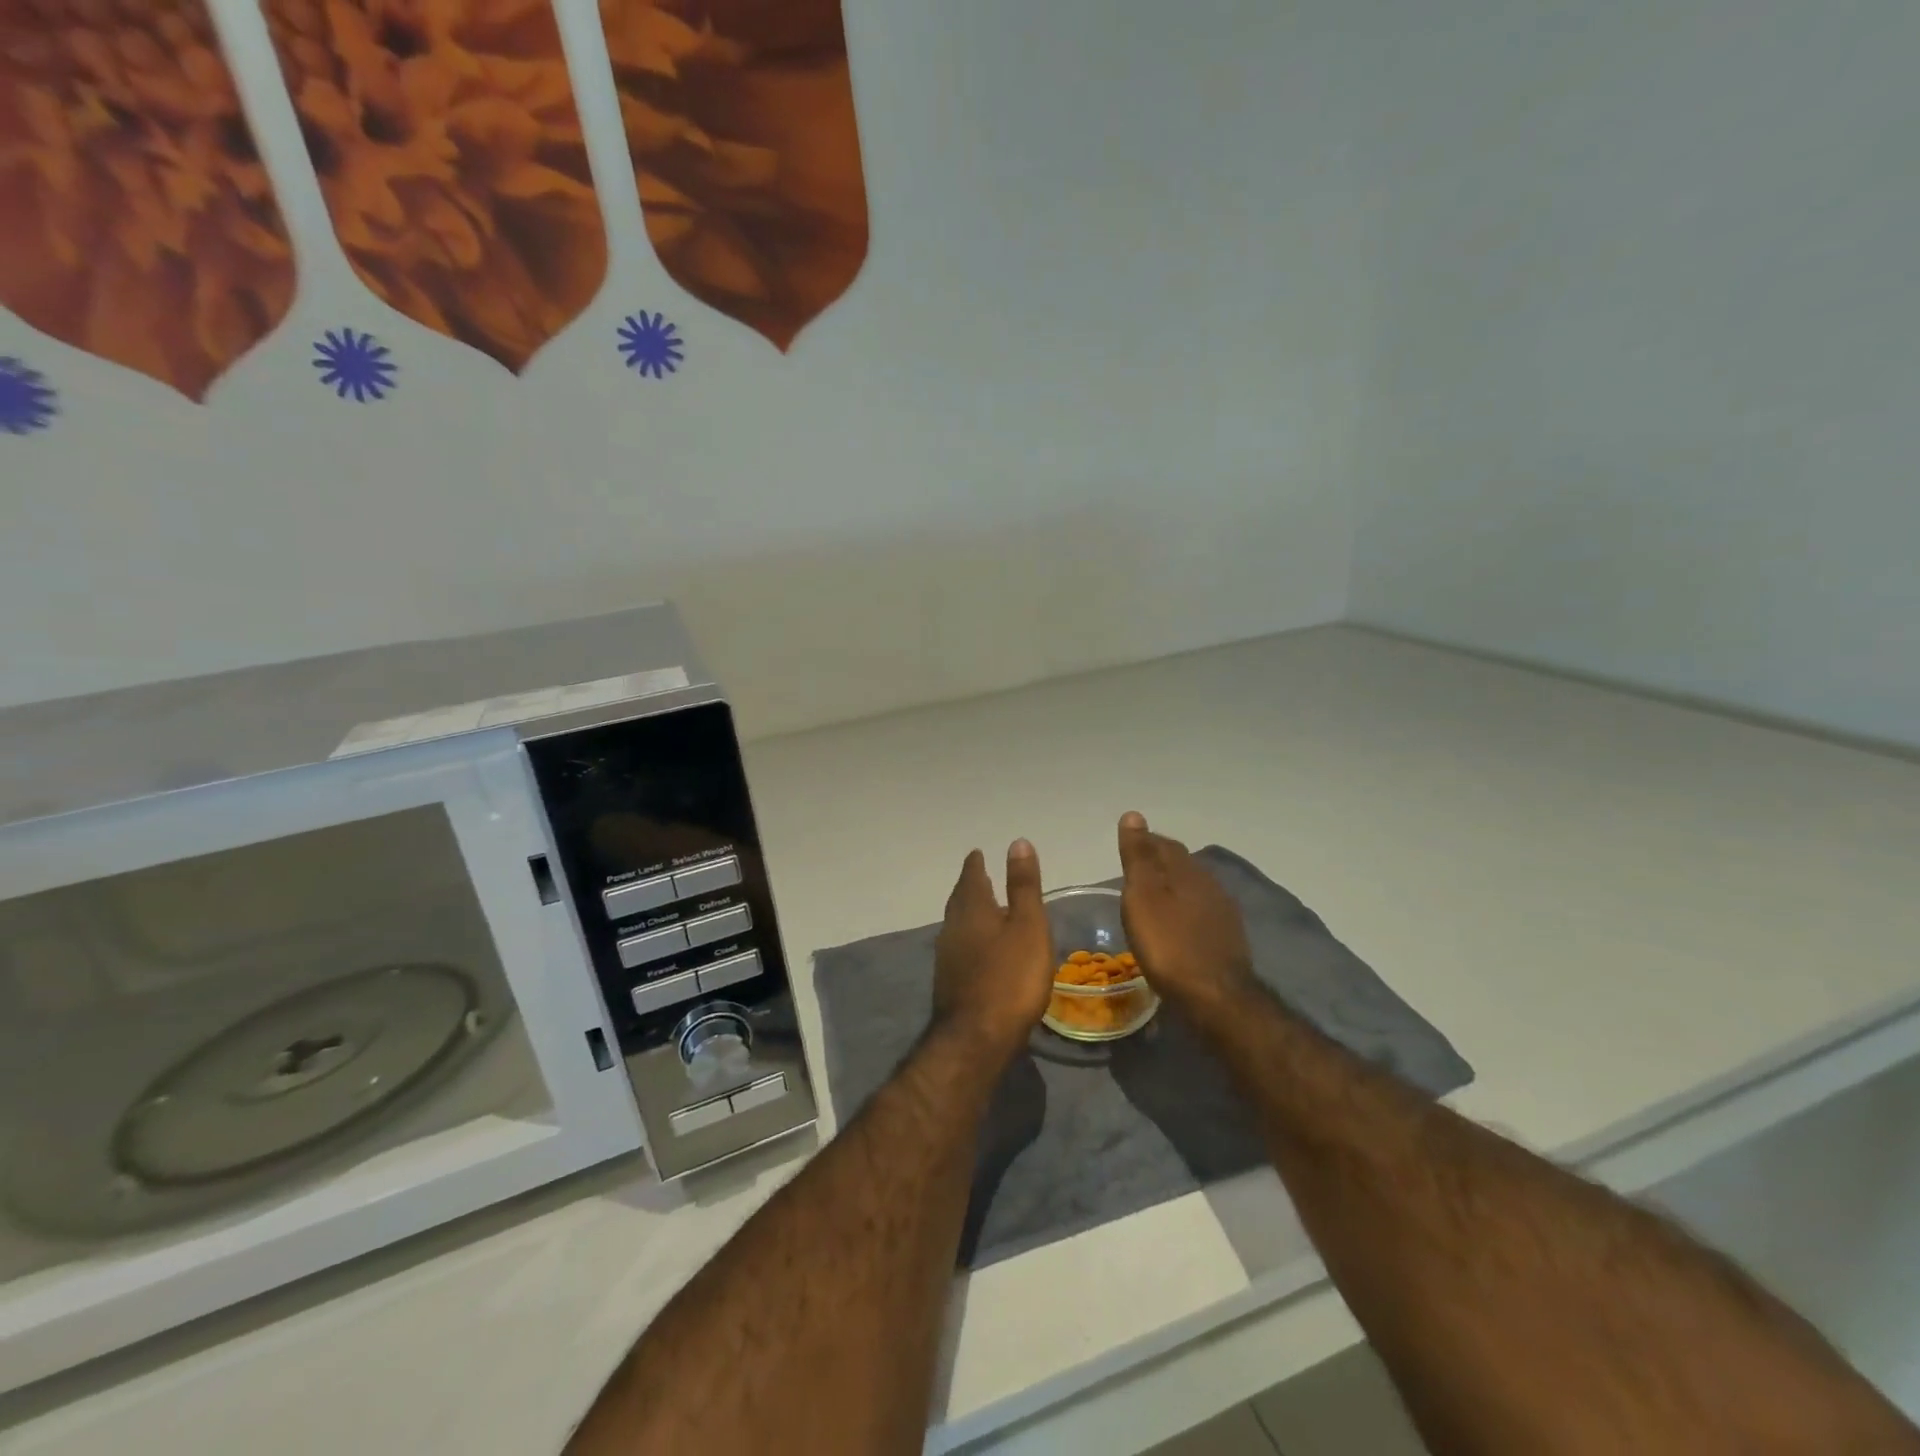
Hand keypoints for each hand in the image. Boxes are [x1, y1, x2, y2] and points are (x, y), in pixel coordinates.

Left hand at [932, 841, 1054, 1061]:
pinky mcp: (949, 982)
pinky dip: (968, 938)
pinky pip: (958, 947)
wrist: (977, 1038)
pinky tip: (978, 949)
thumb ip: (1023, 886)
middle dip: (969, 886)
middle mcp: (953, 927)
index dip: (976, 864)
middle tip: (978, 876)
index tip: (977, 853)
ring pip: (956, 924)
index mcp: (972, 909)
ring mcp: (947, 957)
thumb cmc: (1011, 977)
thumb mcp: (1028, 925)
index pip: (971, 877)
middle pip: (960, 899)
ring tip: (982, 909)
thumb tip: (1017, 842)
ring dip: (968, 913)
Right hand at [1117, 811, 1257, 1017]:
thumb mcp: (1143, 896)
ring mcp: (1222, 913)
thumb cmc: (1169, 944)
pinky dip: (1184, 910)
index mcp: (1187, 870)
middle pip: (1180, 864)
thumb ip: (1139, 857)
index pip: (1163, 844)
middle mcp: (1209, 884)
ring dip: (1173, 887)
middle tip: (1134, 872)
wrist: (1216, 997)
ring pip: (1192, 888)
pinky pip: (1201, 912)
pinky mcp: (1227, 939)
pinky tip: (1176, 924)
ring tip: (1152, 897)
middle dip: (1158, 862)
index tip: (1125, 847)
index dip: (1144, 842)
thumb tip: (1134, 815)